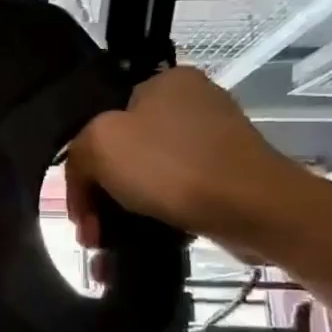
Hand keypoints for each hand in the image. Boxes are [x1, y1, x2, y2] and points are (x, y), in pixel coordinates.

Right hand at [64, 66, 303, 246]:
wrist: (254, 208)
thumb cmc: (170, 166)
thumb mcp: (98, 145)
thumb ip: (77, 154)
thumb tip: (86, 179)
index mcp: (165, 82)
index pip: (102, 119)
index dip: (82, 165)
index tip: (79, 206)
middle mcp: (193, 103)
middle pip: (124, 152)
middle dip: (101, 197)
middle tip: (92, 233)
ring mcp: (215, 140)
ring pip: (148, 178)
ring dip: (124, 214)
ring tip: (110, 249)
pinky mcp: (230, 175)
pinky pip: (177, 195)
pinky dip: (156, 219)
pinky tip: (143, 244)